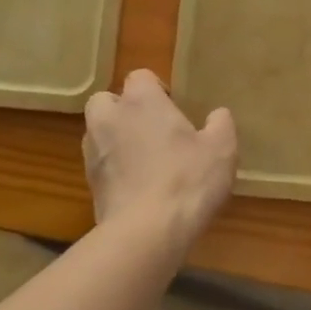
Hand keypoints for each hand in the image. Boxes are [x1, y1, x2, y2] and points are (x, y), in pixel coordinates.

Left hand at [83, 70, 237, 247]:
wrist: (146, 232)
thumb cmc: (187, 180)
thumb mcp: (221, 149)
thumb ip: (221, 125)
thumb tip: (217, 114)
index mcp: (141, 101)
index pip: (140, 76)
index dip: (156, 89)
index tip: (173, 107)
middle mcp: (110, 119)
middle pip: (106, 100)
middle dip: (123, 109)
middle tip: (151, 129)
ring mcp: (93, 152)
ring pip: (98, 132)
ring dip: (116, 139)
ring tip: (144, 159)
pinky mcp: (89, 183)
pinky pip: (100, 164)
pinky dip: (114, 168)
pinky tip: (138, 186)